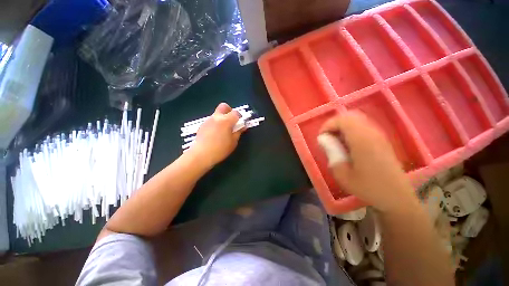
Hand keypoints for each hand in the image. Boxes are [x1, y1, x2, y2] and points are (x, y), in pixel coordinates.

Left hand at [188, 103, 243, 168]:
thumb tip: (242, 126)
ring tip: (223, 130)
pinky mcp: (202, 125)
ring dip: (222, 118)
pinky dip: (216, 123)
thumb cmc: (220, 149)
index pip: (236, 112)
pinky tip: (215, 134)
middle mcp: (217, 117)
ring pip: (217, 114)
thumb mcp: (233, 142)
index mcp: (226, 121)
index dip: (240, 117)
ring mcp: (208, 120)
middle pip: (224, 106)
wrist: (201, 155)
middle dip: (229, 110)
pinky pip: (212, 120)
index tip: (240, 123)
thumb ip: (238, 132)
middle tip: (231, 120)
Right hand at [320, 111, 416, 213]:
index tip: (321, 138)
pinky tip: (348, 145)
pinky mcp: (382, 140)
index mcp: (362, 140)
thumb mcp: (342, 173)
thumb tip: (323, 139)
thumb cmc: (368, 187)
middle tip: (328, 138)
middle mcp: (372, 133)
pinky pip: (363, 127)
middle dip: (334, 124)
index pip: (342, 120)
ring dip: (343, 127)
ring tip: (336, 142)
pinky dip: (351, 130)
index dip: (328, 125)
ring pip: (357, 120)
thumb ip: (332, 153)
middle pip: (350, 116)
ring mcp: (379, 135)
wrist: (396, 197)